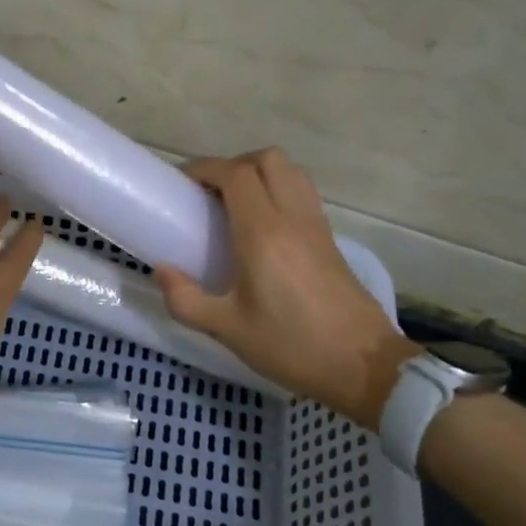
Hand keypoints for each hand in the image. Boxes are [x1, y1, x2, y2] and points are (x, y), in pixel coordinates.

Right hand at [156, 149, 417, 428]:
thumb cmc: (291, 345)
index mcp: (263, 234)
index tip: (181, 182)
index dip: (205, 168)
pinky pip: (302, 194)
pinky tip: (262, 226)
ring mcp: (316, 226)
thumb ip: (186, 299)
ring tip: (234, 204)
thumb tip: (162, 271)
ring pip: (290, 171)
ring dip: (259, 173)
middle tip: (209, 192)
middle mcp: (292, 218)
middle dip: (233, 165)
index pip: (235, 174)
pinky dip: (278, 191)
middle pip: (267, 159)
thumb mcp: (228, 329)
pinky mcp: (330, 239)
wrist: (364, 366)